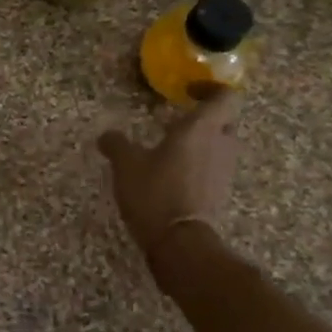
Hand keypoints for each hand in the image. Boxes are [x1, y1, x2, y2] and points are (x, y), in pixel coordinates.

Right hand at [98, 92, 240, 254]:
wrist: (180, 242)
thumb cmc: (155, 192)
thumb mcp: (126, 164)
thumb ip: (116, 144)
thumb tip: (106, 136)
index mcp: (201, 128)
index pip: (225, 97)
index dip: (210, 88)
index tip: (188, 92)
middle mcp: (221, 145)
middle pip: (225, 121)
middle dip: (205, 119)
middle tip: (178, 121)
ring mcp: (224, 171)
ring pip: (220, 147)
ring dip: (202, 144)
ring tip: (171, 151)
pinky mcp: (220, 194)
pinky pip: (213, 169)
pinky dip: (198, 167)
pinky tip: (173, 176)